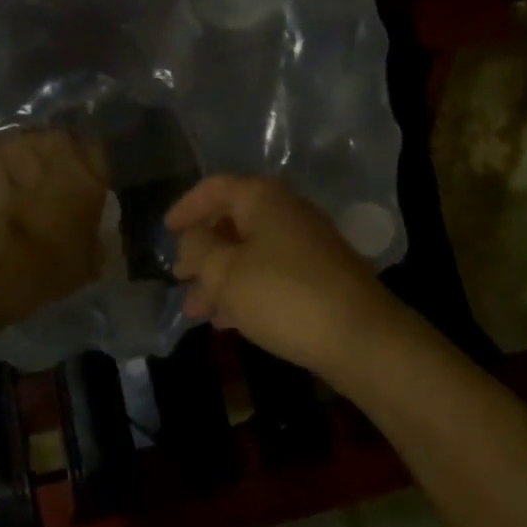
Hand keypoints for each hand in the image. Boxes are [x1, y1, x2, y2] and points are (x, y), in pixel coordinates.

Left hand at [0, 129, 109, 320]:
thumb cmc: (52, 263)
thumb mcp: (90, 257)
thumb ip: (95, 235)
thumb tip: (92, 236)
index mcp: (90, 169)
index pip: (95, 151)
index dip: (86, 167)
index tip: (78, 185)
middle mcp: (55, 145)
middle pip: (57, 141)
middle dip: (51, 159)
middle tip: (42, 186)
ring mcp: (14, 145)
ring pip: (20, 145)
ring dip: (19, 162)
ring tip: (10, 189)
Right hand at [166, 176, 411, 379]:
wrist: (360, 337)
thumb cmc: (283, 295)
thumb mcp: (226, 272)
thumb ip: (199, 250)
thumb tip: (192, 239)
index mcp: (263, 199)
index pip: (215, 188)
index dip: (187, 207)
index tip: (166, 230)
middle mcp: (287, 213)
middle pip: (234, 222)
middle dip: (203, 252)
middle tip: (180, 278)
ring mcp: (308, 246)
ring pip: (252, 254)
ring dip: (221, 279)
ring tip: (197, 312)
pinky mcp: (320, 277)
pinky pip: (272, 276)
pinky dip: (246, 292)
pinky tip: (229, 321)